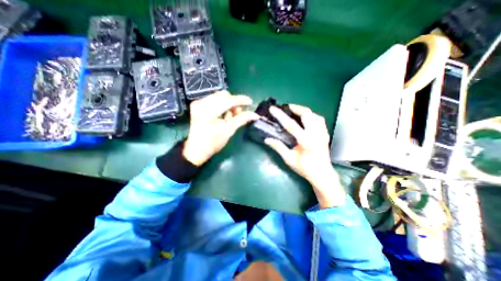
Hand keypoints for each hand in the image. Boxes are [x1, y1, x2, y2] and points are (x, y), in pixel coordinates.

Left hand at [182, 91, 257, 166]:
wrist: (196, 149)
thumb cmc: (212, 143)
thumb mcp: (228, 131)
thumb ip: (241, 119)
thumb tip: (255, 115)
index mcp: (208, 111)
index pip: (228, 100)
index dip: (241, 100)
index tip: (250, 102)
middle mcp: (201, 103)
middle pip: (223, 95)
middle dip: (233, 103)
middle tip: (237, 114)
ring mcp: (198, 103)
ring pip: (219, 97)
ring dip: (228, 105)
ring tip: (229, 117)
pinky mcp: (198, 105)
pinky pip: (214, 100)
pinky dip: (222, 106)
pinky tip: (222, 115)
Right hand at [263, 105, 346, 208]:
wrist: (321, 174)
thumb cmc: (305, 168)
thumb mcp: (289, 159)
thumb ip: (279, 147)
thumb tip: (267, 139)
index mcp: (306, 141)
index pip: (291, 125)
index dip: (281, 116)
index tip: (273, 109)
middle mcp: (315, 134)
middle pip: (307, 115)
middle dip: (296, 108)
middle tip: (287, 107)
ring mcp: (322, 134)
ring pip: (315, 116)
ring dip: (305, 111)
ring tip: (296, 111)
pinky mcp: (325, 135)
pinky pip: (320, 121)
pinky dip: (313, 116)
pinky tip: (308, 118)